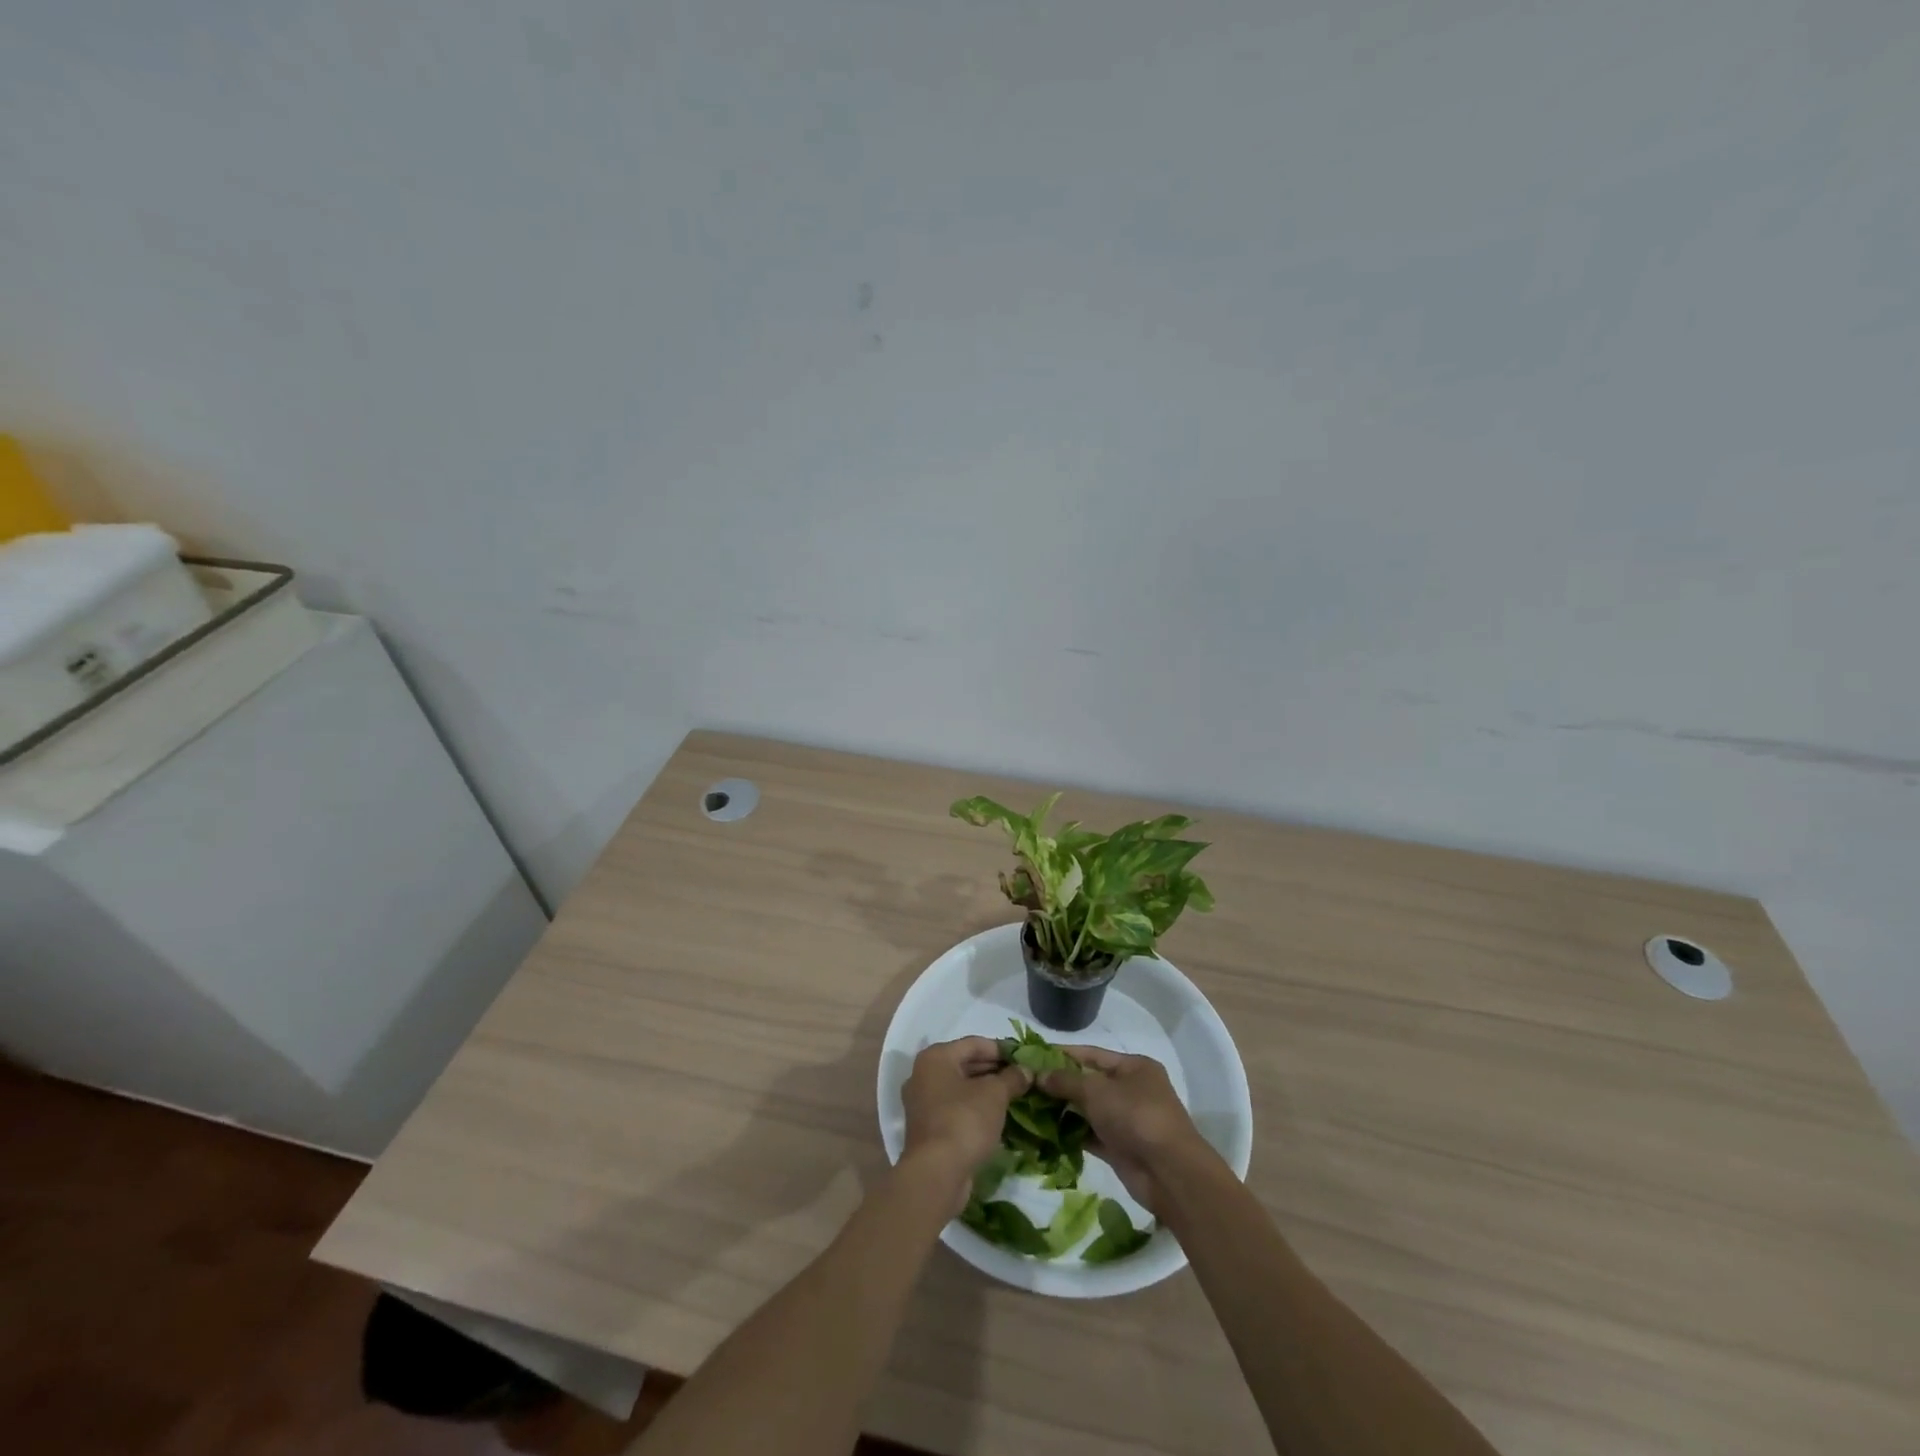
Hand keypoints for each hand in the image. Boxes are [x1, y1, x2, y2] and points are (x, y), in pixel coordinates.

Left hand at [901, 1036, 1030, 1212]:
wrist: (936, 1174)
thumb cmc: (964, 1121)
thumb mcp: (994, 1094)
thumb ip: (1012, 1078)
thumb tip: (1026, 1070)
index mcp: (935, 1057)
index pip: (974, 1043)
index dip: (1002, 1049)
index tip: (1025, 1058)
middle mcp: (924, 1075)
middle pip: (965, 1064)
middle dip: (995, 1070)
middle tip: (1022, 1077)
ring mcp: (923, 1103)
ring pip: (961, 1088)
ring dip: (986, 1090)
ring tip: (1015, 1095)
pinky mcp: (928, 1128)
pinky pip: (956, 1108)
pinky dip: (975, 1108)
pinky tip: (998, 1116)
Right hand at [1041, 1047, 1213, 1215]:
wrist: (1168, 1172)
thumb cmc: (1135, 1115)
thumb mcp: (1096, 1090)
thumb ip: (1065, 1081)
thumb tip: (1038, 1075)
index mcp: (1134, 1067)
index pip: (1092, 1054)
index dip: (1063, 1054)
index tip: (1033, 1054)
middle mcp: (1132, 1090)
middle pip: (1089, 1082)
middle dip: (1060, 1084)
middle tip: (1026, 1084)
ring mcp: (1127, 1120)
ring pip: (1089, 1110)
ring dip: (1063, 1110)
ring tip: (1029, 1107)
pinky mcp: (1120, 1147)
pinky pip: (1090, 1134)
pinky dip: (1071, 1133)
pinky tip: (1045, 1132)